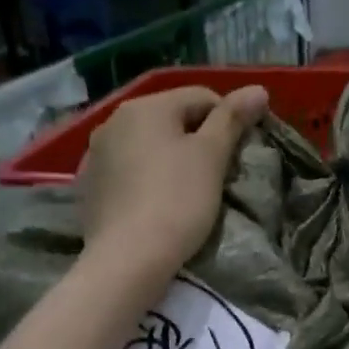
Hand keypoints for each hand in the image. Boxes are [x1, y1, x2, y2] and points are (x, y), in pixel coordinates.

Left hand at [79, 84, 268, 276]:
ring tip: (188, 190)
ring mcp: (96, 154)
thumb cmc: (178, 201)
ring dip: (171, 158)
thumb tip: (258, 89)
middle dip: (198, 139)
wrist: (128, 259)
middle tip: (217, 174)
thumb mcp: (212, 156)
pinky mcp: (90, 186)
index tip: (238, 154)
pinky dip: (147, 178)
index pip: (201, 97)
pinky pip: (128, 170)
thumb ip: (233, 119)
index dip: (228, 120)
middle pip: (171, 119)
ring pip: (148, 145)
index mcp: (145, 106)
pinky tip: (157, 203)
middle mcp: (113, 121)